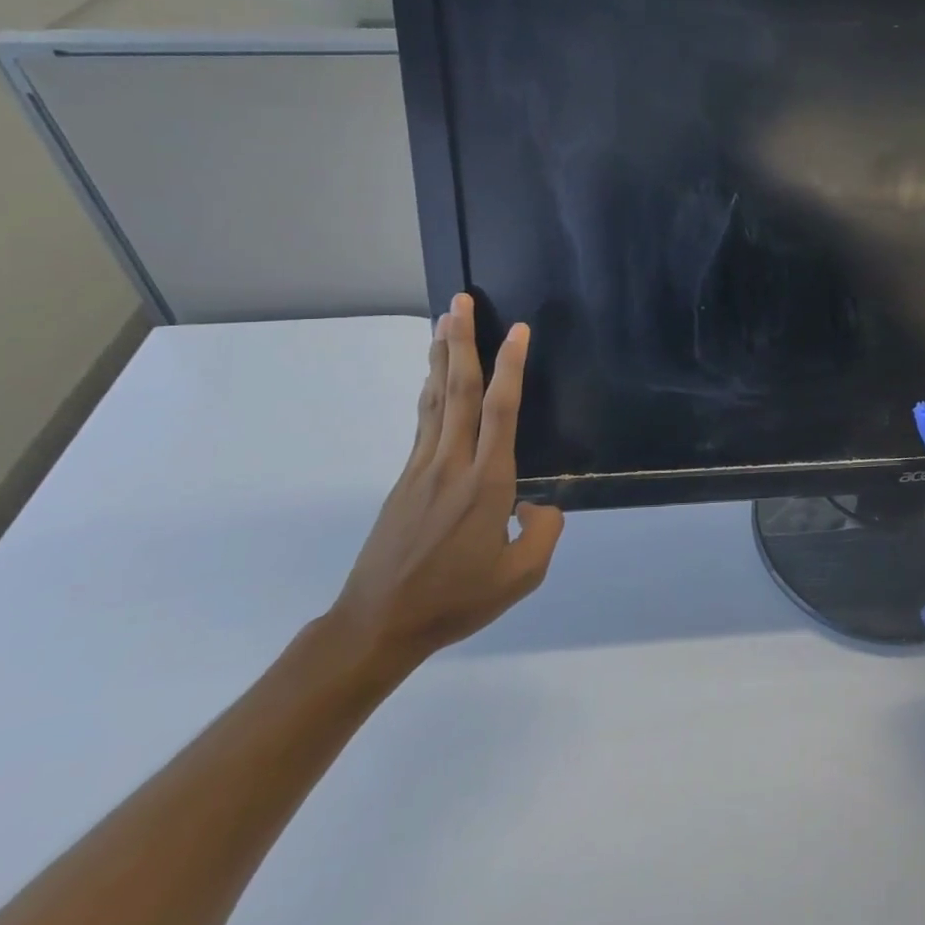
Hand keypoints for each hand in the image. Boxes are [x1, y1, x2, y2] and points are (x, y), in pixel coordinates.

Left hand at [326, 293, 564, 674]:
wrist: (380, 623)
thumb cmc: (456, 599)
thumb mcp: (522, 576)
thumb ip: (545, 532)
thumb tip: (539, 503)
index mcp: (487, 484)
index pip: (501, 411)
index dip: (512, 367)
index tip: (518, 331)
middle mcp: (453, 464)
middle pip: (458, 390)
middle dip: (462, 342)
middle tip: (460, 302)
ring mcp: (423, 468)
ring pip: (435, 399)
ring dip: (441, 357)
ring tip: (443, 321)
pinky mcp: (406, 479)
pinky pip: (423, 422)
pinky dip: (429, 390)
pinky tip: (432, 378)